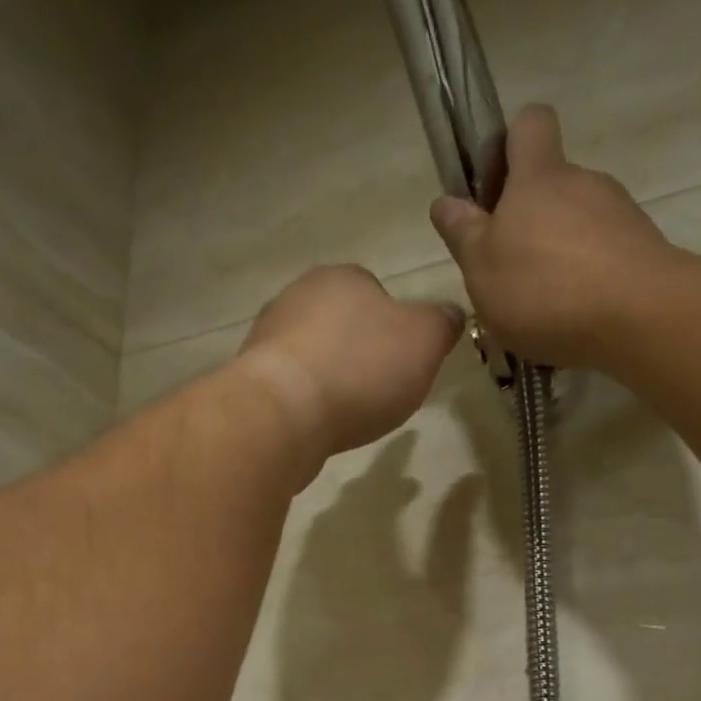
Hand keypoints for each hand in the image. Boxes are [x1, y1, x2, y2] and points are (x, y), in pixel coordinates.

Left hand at [234, 264, 461, 466]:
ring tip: (349, 412)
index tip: (404, 361)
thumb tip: (449, 313)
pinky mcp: (251, 379)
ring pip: (313, 355)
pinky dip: (308, 402)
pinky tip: (319, 424)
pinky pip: (291, 386)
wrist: (282, 414)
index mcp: (342, 277)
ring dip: (331, 379)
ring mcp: (267, 337)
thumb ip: (441, 323)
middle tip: (381, 389)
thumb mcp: (425, 340)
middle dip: (360, 353)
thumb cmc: (360, 368)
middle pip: (341, 324)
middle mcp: (297, 296)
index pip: (376, 291)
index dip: (395, 327)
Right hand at [430, 104, 693, 369]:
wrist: (638, 317)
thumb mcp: (481, 267)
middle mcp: (583, 183)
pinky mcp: (642, 251)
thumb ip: (463, 233)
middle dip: (526, 220)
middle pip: (550, 185)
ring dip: (555, 255)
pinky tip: (571, 319)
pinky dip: (584, 280)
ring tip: (539, 307)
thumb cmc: (544, 288)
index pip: (529, 124)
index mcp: (538, 177)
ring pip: (576, 225)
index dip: (508, 144)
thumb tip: (445, 202)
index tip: (492, 185)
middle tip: (505, 270)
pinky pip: (601, 257)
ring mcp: (619, 215)